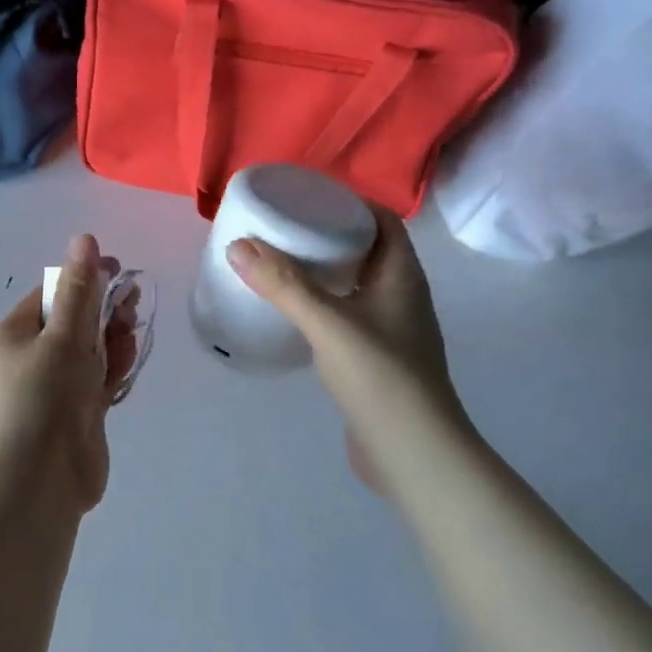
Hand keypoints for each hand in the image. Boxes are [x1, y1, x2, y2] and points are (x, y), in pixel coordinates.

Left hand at [0, 234, 138, 511]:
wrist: (42, 481)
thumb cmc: (45, 397)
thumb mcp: (63, 336)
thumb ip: (79, 289)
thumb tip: (83, 238)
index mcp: (14, 335)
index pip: (51, 293)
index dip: (84, 279)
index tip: (118, 273)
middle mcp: (30, 359)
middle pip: (73, 321)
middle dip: (103, 311)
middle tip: (131, 306)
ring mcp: (53, 388)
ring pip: (89, 351)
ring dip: (111, 341)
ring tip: (128, 339)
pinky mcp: (75, 413)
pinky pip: (96, 380)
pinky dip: (111, 371)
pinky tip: (124, 370)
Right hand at [228, 204, 471, 495]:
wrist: (413, 454)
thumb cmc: (380, 377)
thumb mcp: (328, 323)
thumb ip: (283, 284)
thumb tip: (238, 245)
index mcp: (402, 276)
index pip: (383, 221)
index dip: (350, 203)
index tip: (308, 198)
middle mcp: (401, 297)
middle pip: (367, 250)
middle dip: (328, 236)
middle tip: (283, 229)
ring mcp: (391, 330)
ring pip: (356, 285)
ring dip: (323, 272)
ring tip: (280, 264)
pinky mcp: (376, 359)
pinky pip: (347, 316)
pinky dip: (322, 305)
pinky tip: (293, 313)